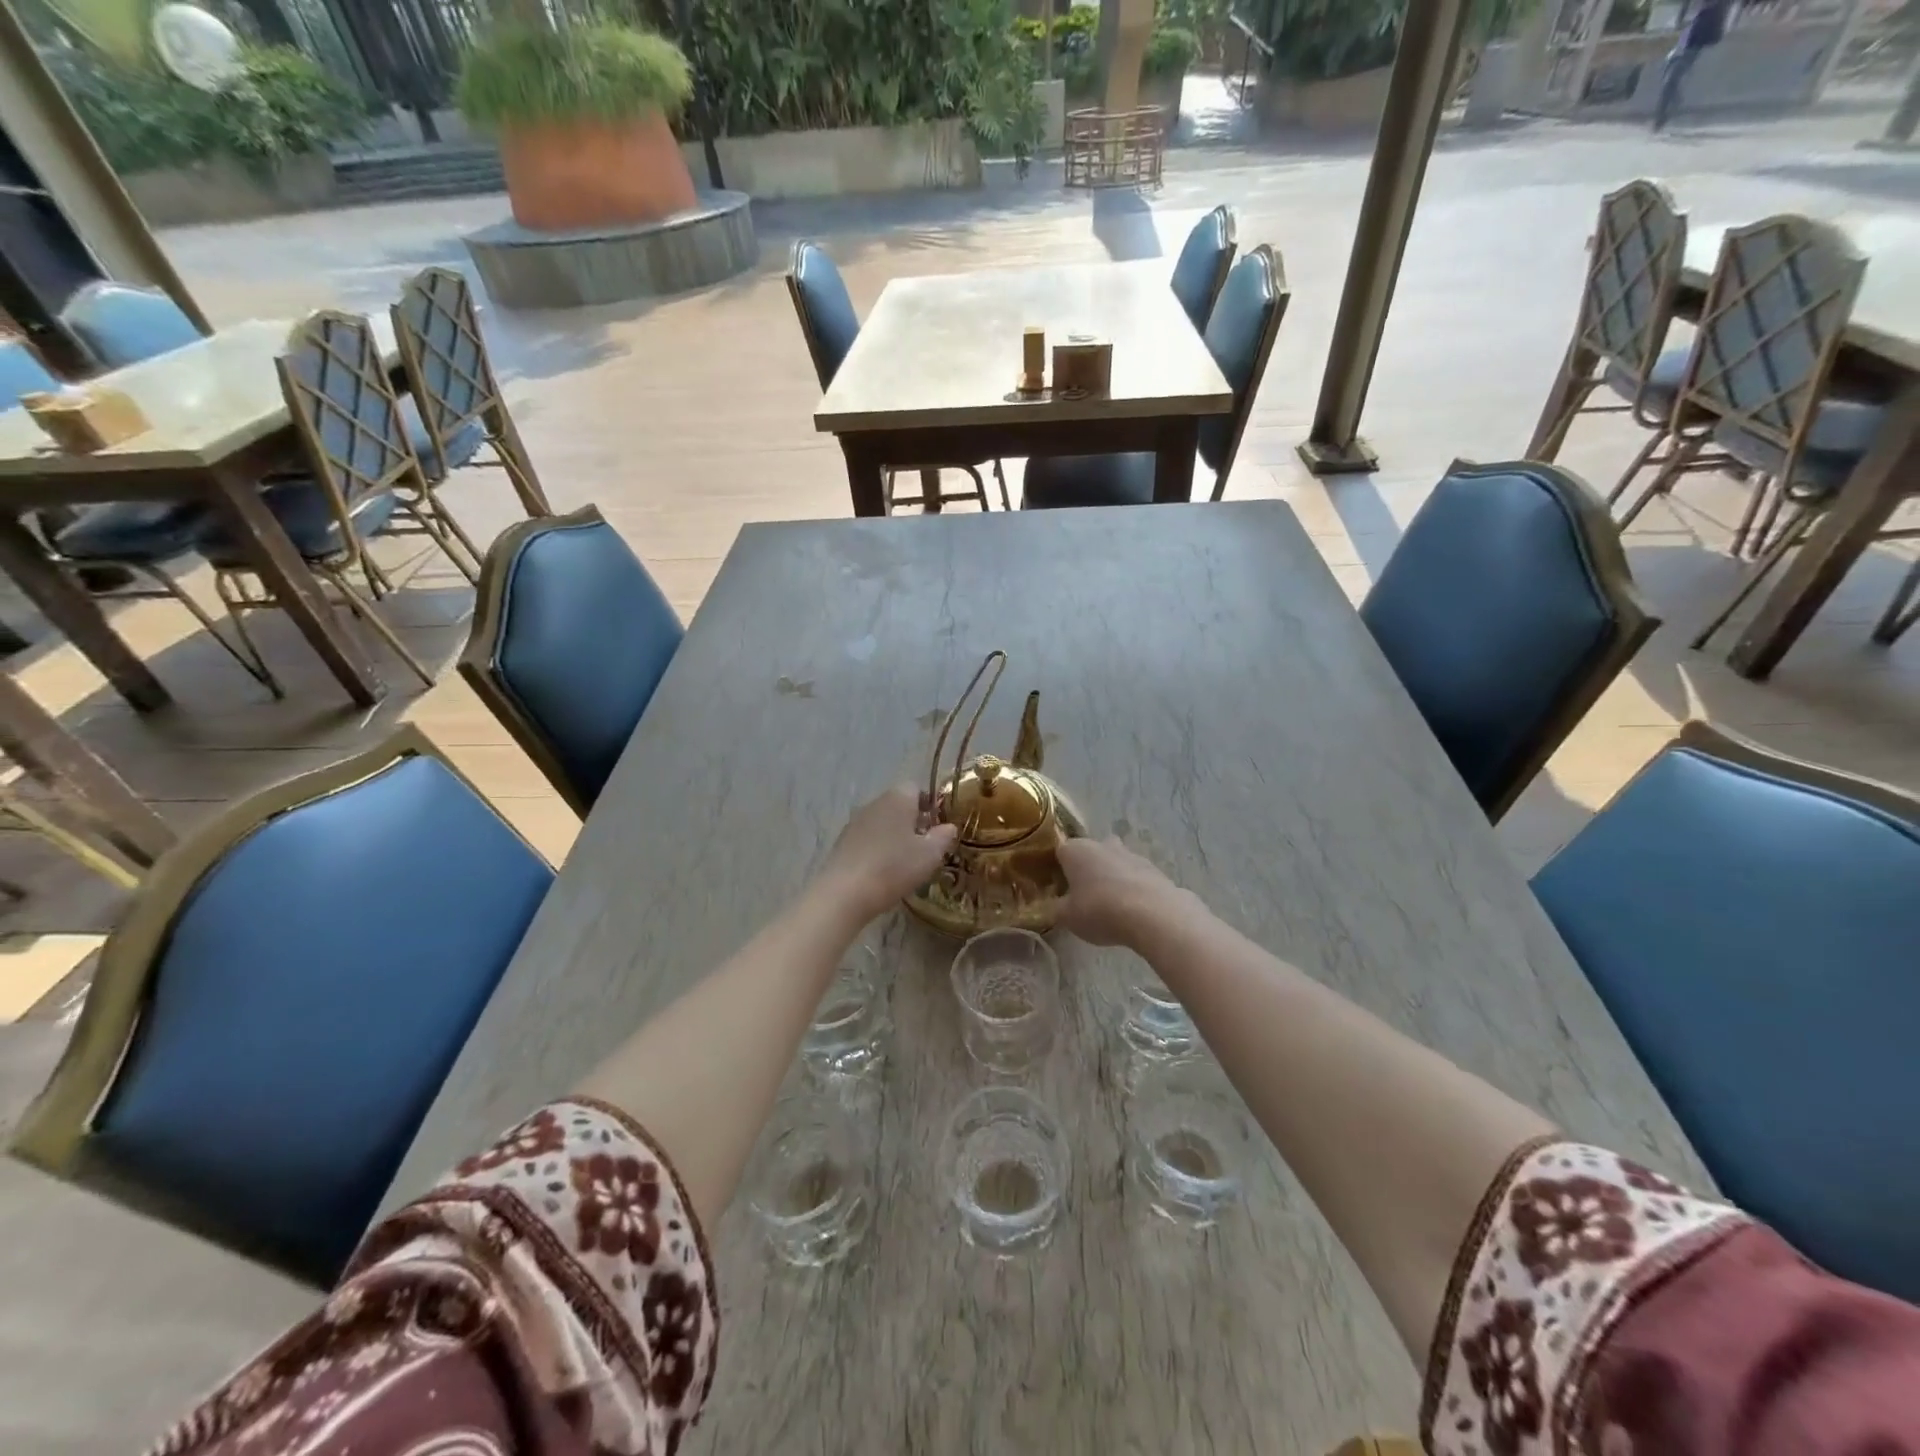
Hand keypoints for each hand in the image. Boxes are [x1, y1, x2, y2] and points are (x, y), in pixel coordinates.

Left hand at [817, 785, 958, 924]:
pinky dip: (878, 848)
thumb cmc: (894, 867)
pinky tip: (883, 870)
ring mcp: (855, 822)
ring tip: (906, 861)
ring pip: (882, 822)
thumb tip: (949, 826)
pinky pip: (868, 838)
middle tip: (926, 846)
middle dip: (913, 821)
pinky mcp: (842, 841)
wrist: (845, 893)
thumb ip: (943, 836)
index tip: (938, 826)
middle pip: (898, 804)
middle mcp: (875, 803)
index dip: (930, 805)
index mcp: (898, 798)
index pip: (916, 788)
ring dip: (895, 835)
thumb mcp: (930, 854)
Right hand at [1057, 836, 1195, 948]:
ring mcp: (1131, 854)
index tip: (1056, 887)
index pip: (1059, 851)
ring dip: (1111, 877)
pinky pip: (1135, 876)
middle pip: (1090, 853)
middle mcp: (1102, 844)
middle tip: (1083, 894)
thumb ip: (1056, 908)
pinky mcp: (1154, 869)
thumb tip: (1055, 905)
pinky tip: (1132, 910)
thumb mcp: (1067, 917)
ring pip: (1114, 862)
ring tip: (1110, 905)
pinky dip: (1132, 888)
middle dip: (1087, 869)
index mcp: (1076, 850)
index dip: (1056, 869)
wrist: (1153, 914)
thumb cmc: (1100, 910)